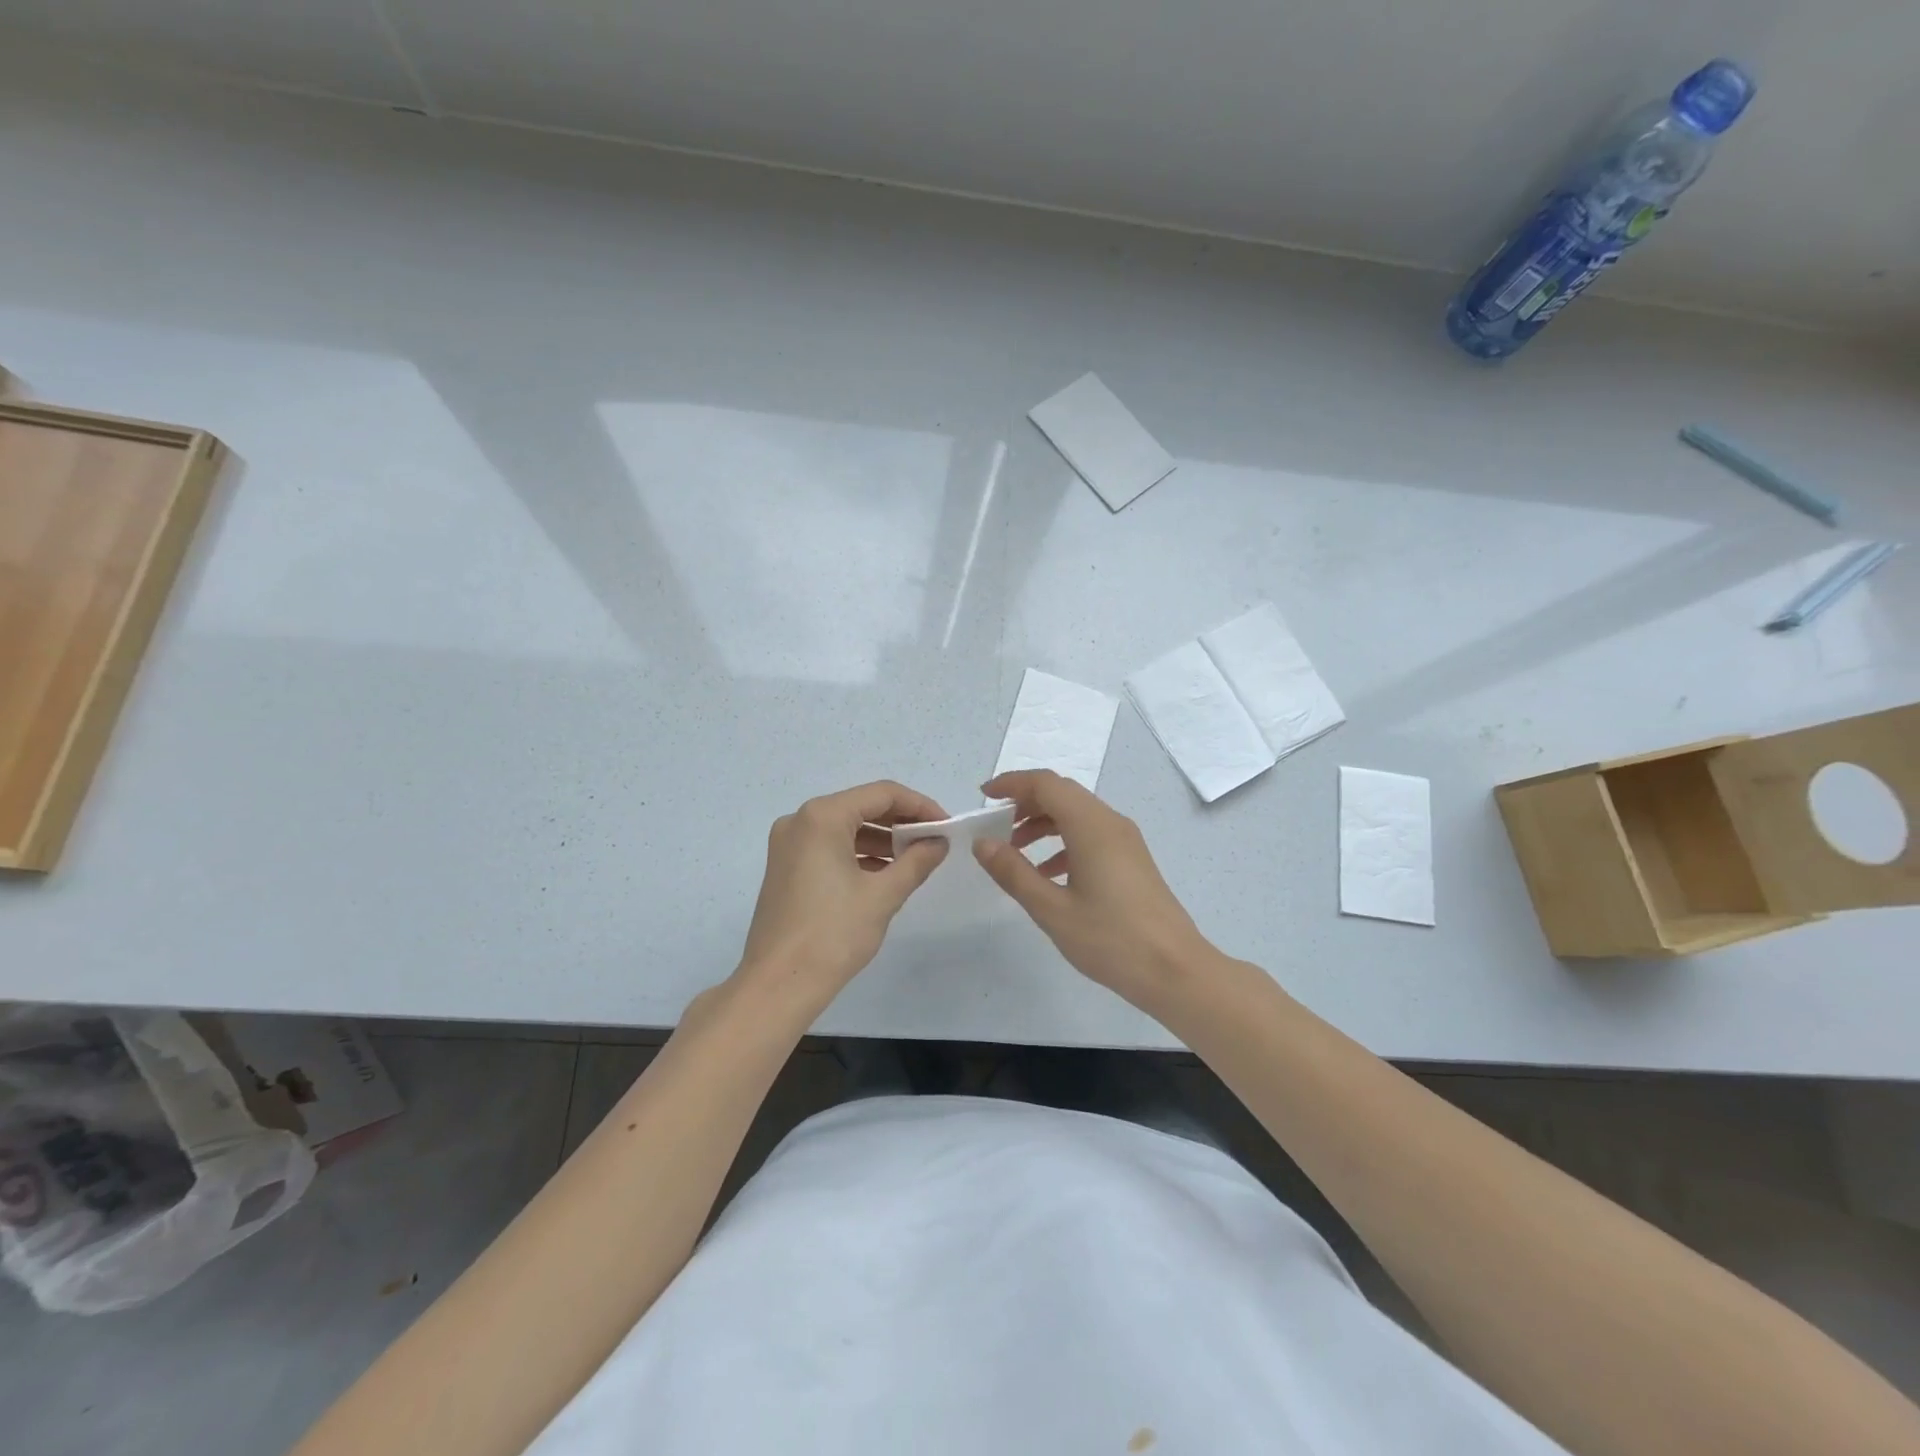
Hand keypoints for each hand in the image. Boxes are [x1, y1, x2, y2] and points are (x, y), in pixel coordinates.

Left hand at [739, 781, 949, 1006]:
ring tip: (916, 860)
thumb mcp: (883, 895)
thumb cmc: (833, 933)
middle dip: (901, 822)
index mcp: (822, 817)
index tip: (947, 826)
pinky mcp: (785, 867)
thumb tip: (939, 842)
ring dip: (882, 839)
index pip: (882, 794)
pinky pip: (829, 847)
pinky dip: (858, 854)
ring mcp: (788, 844)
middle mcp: (800, 820)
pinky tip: (885, 874)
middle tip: (934, 841)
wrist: (779, 985)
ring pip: (845, 828)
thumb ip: (916, 861)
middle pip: (862, 806)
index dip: (920, 805)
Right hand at [974, 770, 1215, 1010]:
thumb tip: (983, 843)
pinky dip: (1062, 842)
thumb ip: (1014, 872)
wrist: (1175, 970)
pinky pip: (1090, 834)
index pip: (1045, 784)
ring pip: (1076, 814)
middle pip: (1061, 793)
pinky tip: (1047, 873)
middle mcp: (1110, 822)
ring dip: (1043, 823)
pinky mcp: (1131, 860)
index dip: (1011, 784)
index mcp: (1091, 825)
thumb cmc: (1111, 939)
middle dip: (1024, 802)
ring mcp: (1125, 840)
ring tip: (1014, 851)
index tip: (983, 798)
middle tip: (994, 826)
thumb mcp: (1052, 909)